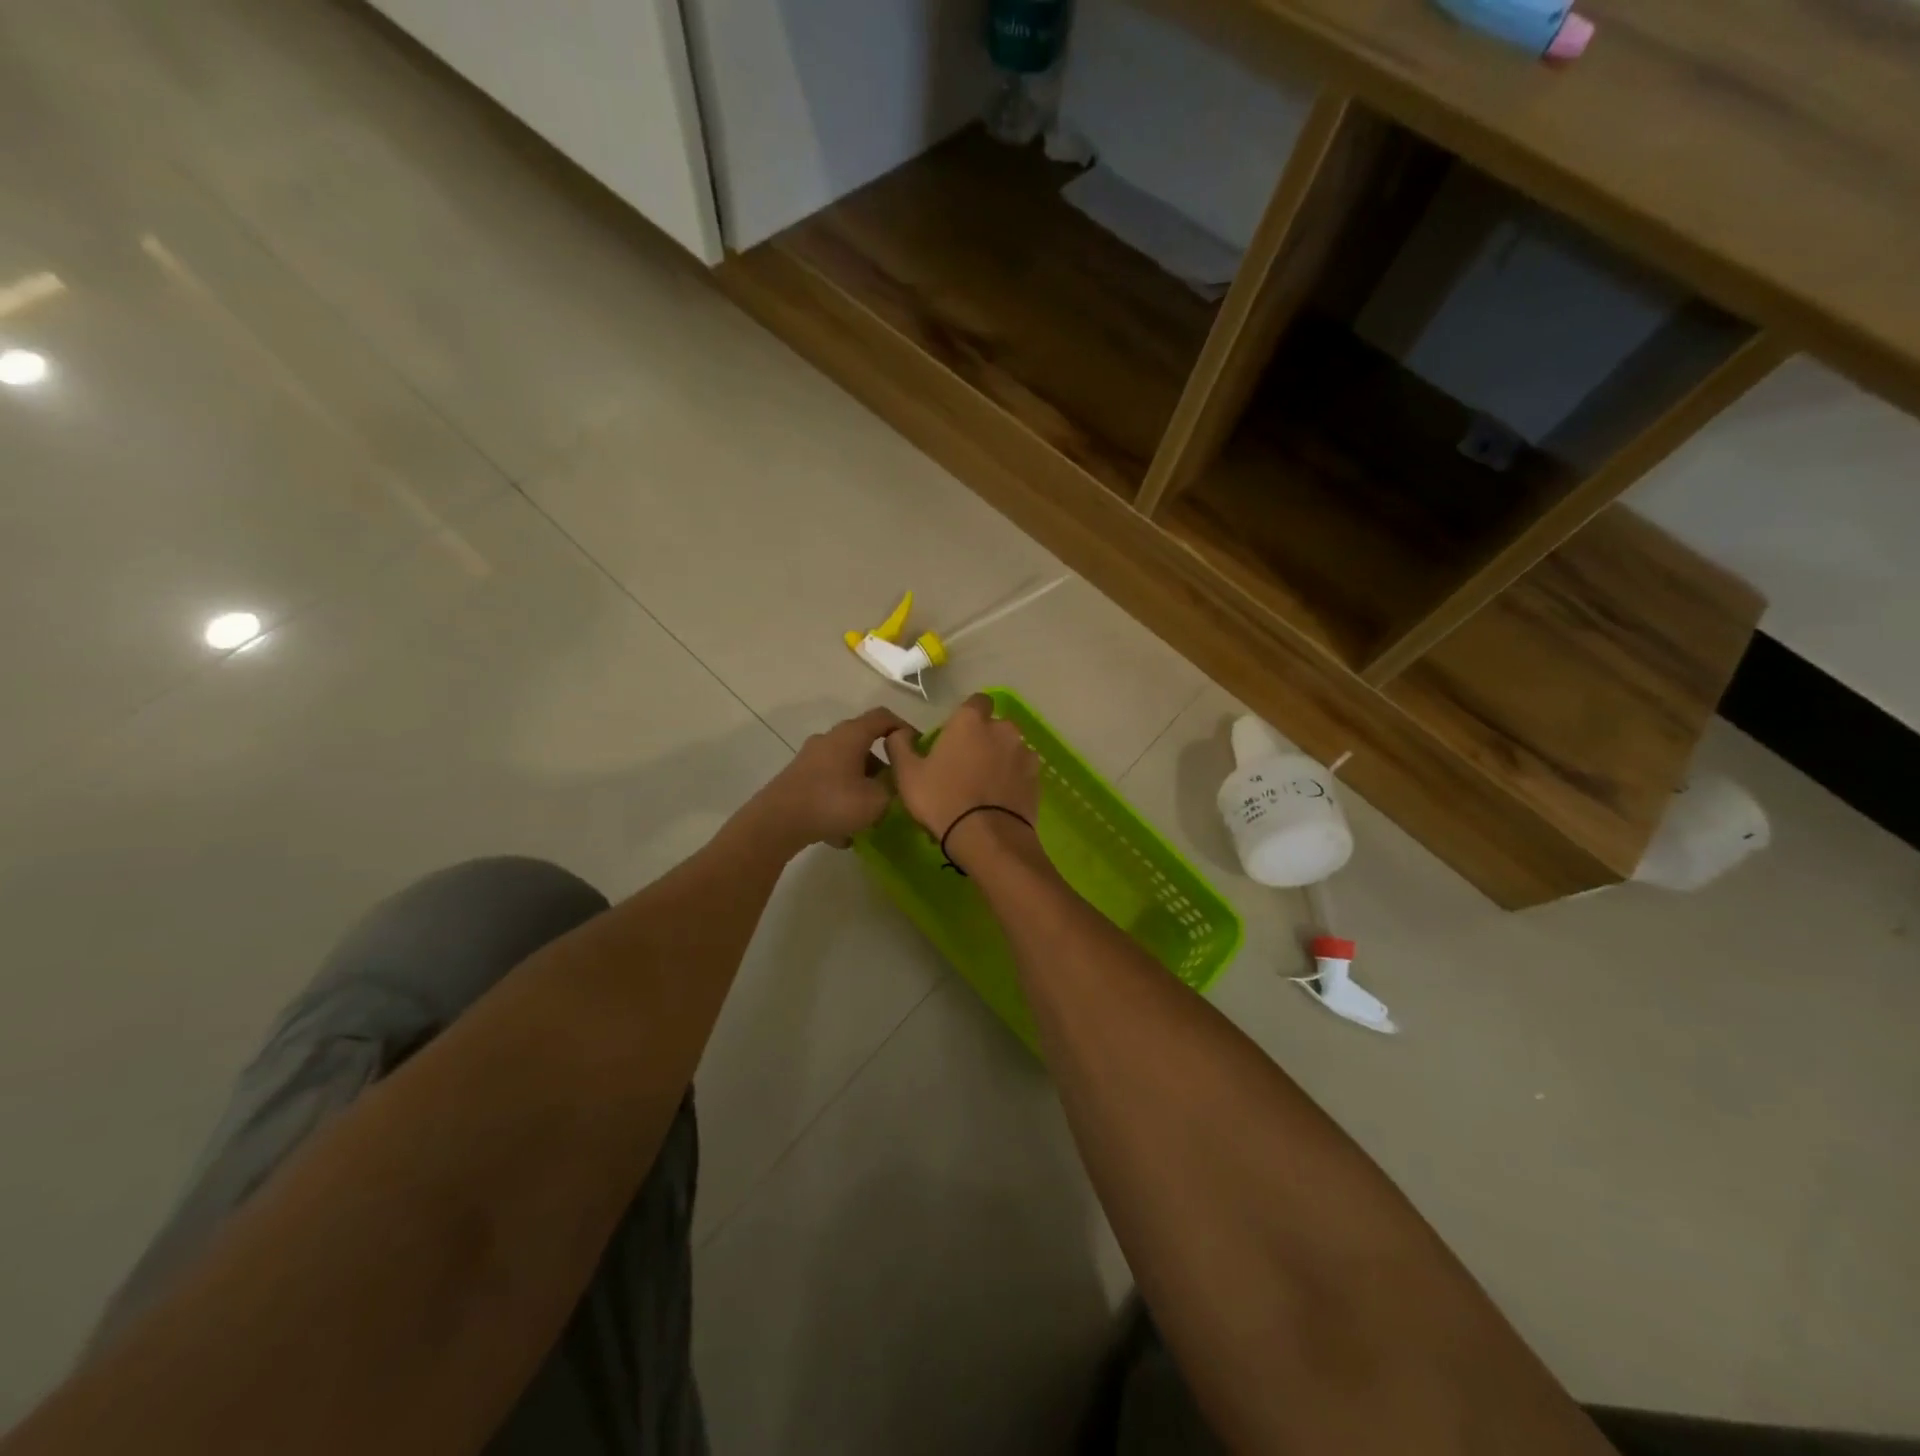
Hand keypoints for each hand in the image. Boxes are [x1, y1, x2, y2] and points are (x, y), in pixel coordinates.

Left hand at [755, 707, 915, 850]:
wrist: (776, 823)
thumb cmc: (833, 803)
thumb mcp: (877, 800)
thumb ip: (893, 788)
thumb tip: (894, 783)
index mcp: (851, 735)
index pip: (883, 717)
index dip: (904, 729)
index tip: (916, 750)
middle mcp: (829, 740)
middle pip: (863, 744)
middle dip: (882, 766)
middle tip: (896, 787)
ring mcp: (809, 759)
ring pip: (845, 768)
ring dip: (861, 787)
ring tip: (871, 816)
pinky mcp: (796, 780)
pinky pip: (828, 786)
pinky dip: (840, 802)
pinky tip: (842, 834)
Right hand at [885, 694, 1040, 869]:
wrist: (988, 838)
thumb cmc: (942, 800)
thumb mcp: (907, 774)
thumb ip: (900, 746)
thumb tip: (899, 732)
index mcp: (970, 720)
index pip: (976, 701)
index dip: (967, 716)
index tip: (955, 736)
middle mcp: (1002, 729)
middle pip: (994, 726)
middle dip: (984, 739)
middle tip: (966, 765)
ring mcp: (1024, 753)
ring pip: (1010, 749)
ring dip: (1000, 759)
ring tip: (984, 787)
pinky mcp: (1037, 778)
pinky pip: (1022, 771)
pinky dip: (1013, 779)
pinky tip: (1000, 800)